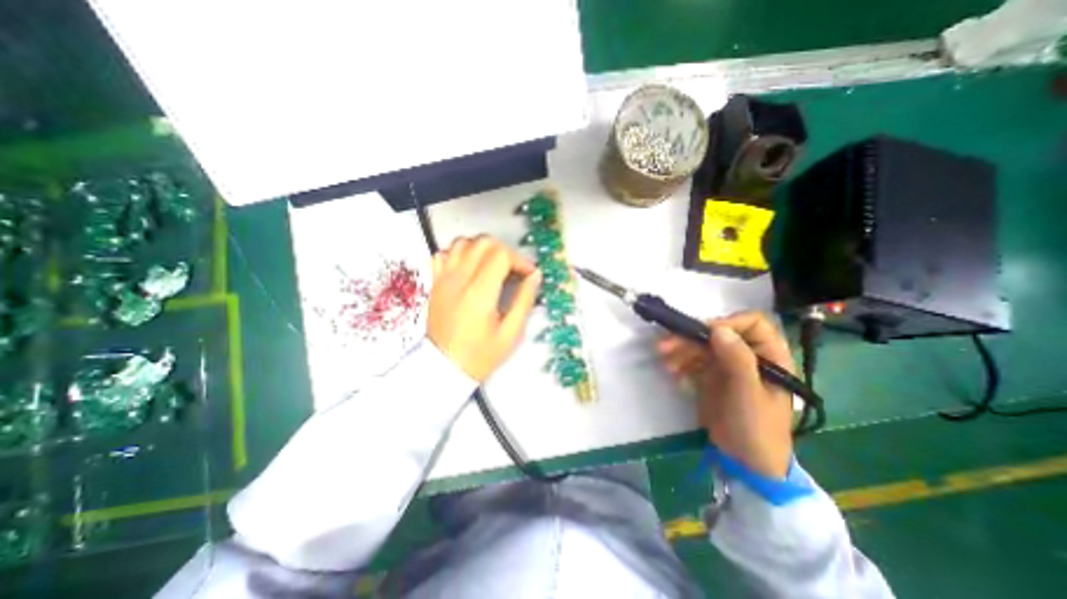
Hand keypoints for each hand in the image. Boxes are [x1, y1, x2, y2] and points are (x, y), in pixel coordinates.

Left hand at [427, 237, 543, 380]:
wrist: (444, 368)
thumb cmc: (481, 354)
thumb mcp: (511, 333)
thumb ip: (524, 300)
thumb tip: (534, 276)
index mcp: (480, 293)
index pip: (501, 255)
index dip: (520, 260)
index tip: (528, 275)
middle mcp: (459, 279)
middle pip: (483, 242)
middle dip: (504, 251)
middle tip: (513, 270)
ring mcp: (443, 279)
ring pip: (463, 242)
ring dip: (483, 249)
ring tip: (493, 266)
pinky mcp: (435, 282)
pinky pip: (444, 253)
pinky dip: (460, 253)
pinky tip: (469, 267)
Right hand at [655, 312, 793, 478]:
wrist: (744, 462)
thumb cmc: (757, 428)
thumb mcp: (748, 394)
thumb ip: (737, 360)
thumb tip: (718, 328)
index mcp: (769, 356)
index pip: (752, 324)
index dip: (729, 323)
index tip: (706, 332)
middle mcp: (747, 356)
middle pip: (718, 335)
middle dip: (692, 338)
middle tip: (666, 344)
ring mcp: (726, 366)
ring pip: (702, 347)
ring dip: (681, 350)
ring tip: (664, 360)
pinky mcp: (710, 377)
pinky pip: (693, 362)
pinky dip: (680, 363)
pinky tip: (672, 372)